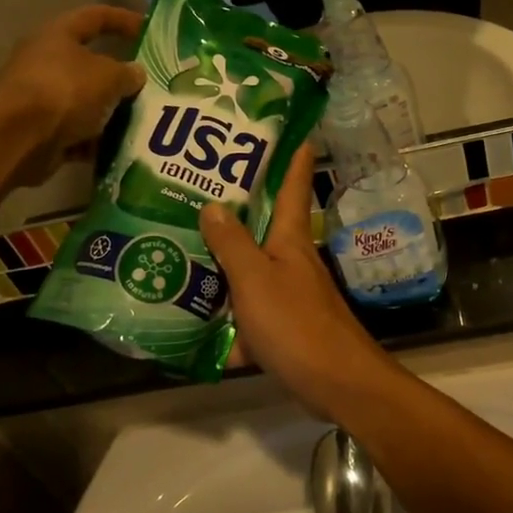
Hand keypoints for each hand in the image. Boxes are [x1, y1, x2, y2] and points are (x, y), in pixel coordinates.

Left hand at [0, 5, 145, 187]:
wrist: (18, 138)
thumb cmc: (64, 90)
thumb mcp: (108, 76)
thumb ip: (127, 73)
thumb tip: (136, 73)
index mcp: (58, 35)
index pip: (96, 17)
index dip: (123, 20)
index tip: (149, 30)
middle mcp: (46, 63)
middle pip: (91, 65)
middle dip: (120, 78)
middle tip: (150, 87)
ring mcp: (42, 99)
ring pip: (86, 103)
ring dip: (112, 113)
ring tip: (142, 123)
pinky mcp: (42, 132)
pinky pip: (78, 133)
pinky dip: (97, 141)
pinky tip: (122, 149)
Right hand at [201, 154, 402, 423]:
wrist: (336, 383)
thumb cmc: (297, 324)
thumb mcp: (255, 279)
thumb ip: (232, 244)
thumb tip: (214, 205)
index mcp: (290, 238)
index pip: (294, 184)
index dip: (292, 155)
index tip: (287, 128)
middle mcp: (291, 260)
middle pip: (262, 226)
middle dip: (234, 209)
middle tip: (194, 188)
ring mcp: (288, 294)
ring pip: (248, 270)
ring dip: (220, 264)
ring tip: (176, 249)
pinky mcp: (282, 327)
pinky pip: (246, 313)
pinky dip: (223, 318)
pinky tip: (189, 321)